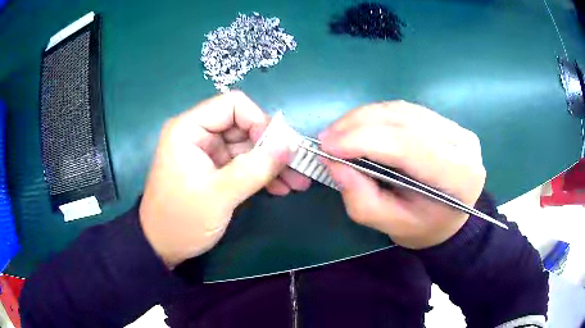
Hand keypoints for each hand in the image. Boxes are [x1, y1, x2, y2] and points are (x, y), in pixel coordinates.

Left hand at [139, 91, 310, 267]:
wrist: (162, 247)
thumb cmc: (182, 220)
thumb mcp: (219, 195)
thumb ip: (255, 168)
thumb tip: (290, 146)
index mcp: (189, 129)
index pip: (233, 105)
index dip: (259, 121)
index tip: (279, 148)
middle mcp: (198, 134)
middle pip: (244, 126)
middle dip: (272, 148)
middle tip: (298, 168)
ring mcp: (207, 153)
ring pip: (247, 147)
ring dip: (272, 164)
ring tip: (297, 183)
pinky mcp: (213, 170)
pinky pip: (243, 164)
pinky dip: (261, 175)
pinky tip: (280, 188)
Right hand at [319, 101, 485, 248]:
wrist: (450, 218)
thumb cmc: (424, 227)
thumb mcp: (391, 225)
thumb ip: (361, 198)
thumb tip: (333, 162)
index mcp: (458, 175)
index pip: (409, 145)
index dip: (365, 140)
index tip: (327, 146)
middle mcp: (462, 143)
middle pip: (404, 120)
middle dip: (359, 125)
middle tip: (326, 138)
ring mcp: (455, 127)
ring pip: (402, 110)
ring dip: (364, 117)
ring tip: (338, 133)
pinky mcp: (444, 121)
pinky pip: (404, 110)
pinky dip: (376, 116)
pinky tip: (359, 127)